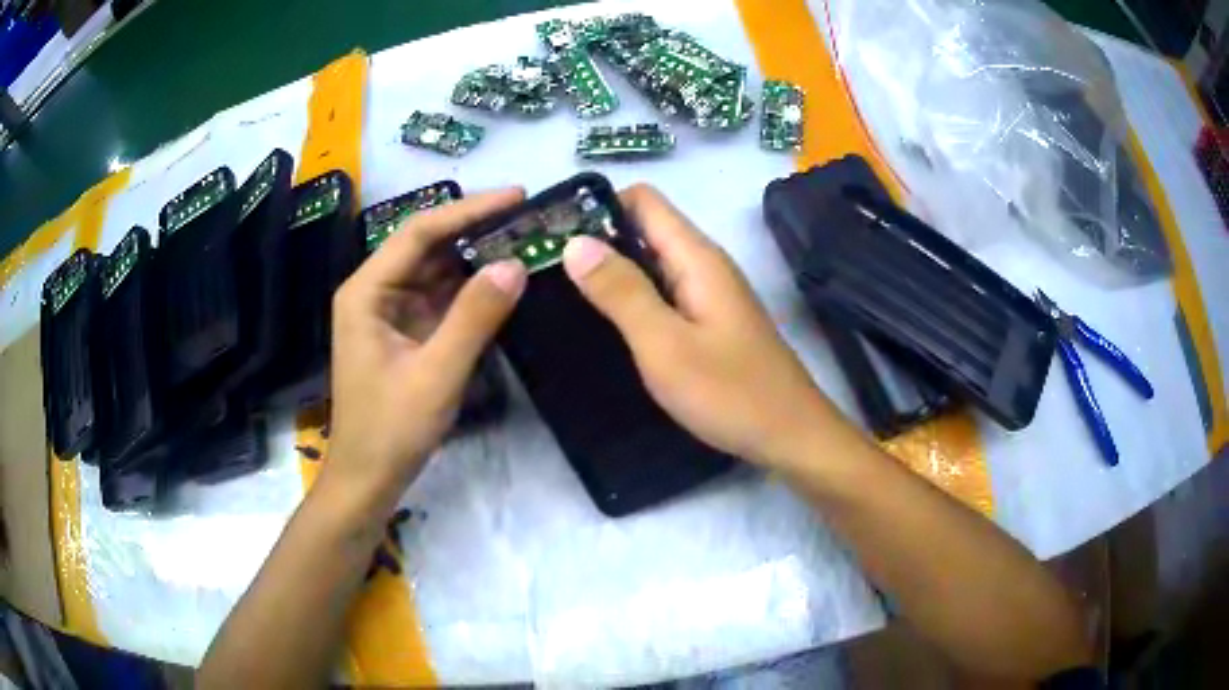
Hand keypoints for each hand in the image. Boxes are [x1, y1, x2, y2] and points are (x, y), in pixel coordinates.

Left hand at [326, 189, 526, 509]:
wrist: (369, 477)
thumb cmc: (391, 429)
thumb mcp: (437, 374)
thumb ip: (475, 317)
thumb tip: (515, 265)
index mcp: (367, 291)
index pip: (419, 233)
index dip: (467, 209)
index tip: (516, 195)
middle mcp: (376, 292)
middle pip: (428, 246)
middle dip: (476, 230)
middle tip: (530, 218)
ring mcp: (391, 312)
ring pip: (437, 271)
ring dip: (477, 259)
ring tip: (525, 242)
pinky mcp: (406, 333)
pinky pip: (441, 299)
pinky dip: (472, 291)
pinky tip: (504, 283)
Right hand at [562, 184, 837, 468]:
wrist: (790, 435)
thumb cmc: (729, 392)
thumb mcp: (664, 344)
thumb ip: (621, 291)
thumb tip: (576, 242)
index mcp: (696, 257)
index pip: (643, 200)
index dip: (597, 206)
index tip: (554, 232)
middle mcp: (704, 264)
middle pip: (646, 228)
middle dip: (597, 240)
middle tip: (546, 268)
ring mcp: (710, 293)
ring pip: (653, 262)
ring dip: (612, 270)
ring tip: (562, 292)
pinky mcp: (710, 320)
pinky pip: (664, 292)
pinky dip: (633, 297)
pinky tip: (606, 322)